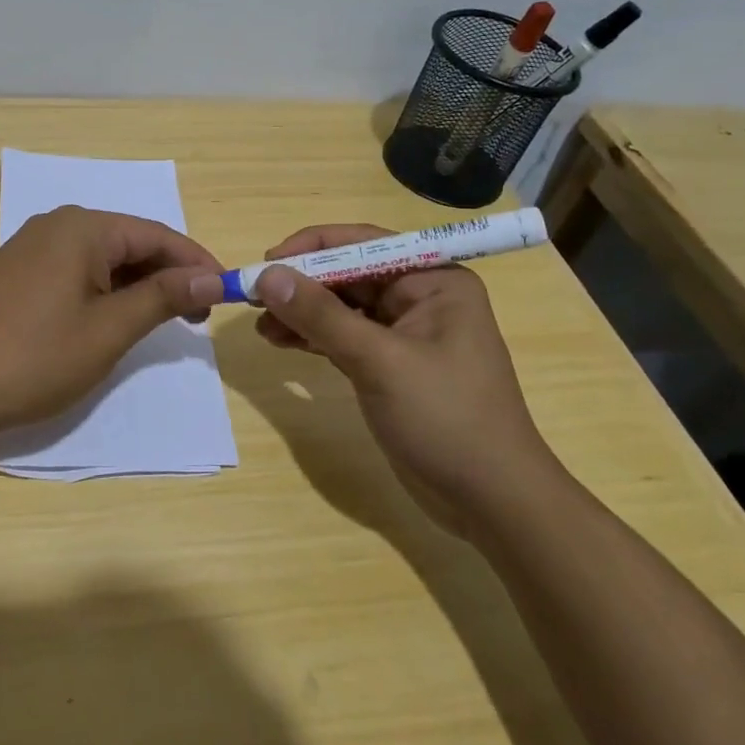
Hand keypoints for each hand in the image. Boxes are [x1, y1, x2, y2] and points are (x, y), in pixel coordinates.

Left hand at [0, 206, 224, 442]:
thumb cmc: (35, 357)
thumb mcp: (109, 329)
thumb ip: (163, 297)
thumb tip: (212, 276)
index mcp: (82, 228)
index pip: (157, 234)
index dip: (196, 262)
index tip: (227, 292)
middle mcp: (57, 226)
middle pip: (130, 243)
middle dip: (168, 276)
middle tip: (199, 316)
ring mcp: (32, 249)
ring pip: (103, 259)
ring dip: (138, 287)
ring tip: (166, 322)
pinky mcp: (18, 274)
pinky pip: (76, 272)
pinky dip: (105, 292)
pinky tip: (116, 320)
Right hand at [253, 224, 565, 535]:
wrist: (491, 500)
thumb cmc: (446, 418)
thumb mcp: (379, 361)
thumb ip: (321, 316)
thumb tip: (267, 275)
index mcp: (433, 280)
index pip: (363, 244)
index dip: (311, 248)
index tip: (266, 264)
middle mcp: (419, 296)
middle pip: (348, 274)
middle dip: (301, 284)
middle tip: (253, 297)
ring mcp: (403, 333)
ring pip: (341, 307)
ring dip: (301, 312)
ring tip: (260, 326)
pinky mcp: (389, 365)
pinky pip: (342, 336)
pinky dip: (312, 337)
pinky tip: (280, 341)